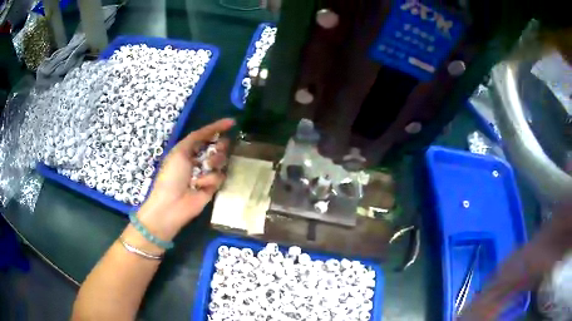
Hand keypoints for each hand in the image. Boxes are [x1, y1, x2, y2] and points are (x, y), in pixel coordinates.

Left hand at [137, 118, 234, 240]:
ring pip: (221, 161)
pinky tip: (200, 186)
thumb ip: (196, 137)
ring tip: (206, 168)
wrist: (172, 204)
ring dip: (214, 162)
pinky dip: (210, 179)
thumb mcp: (179, 151)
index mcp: (188, 150)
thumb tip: (213, 129)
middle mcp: (199, 160)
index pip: (205, 135)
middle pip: (217, 147)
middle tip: (218, 148)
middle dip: (219, 146)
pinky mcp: (213, 187)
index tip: (232, 123)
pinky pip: (220, 177)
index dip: (217, 128)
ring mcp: (206, 174)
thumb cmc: (172, 175)